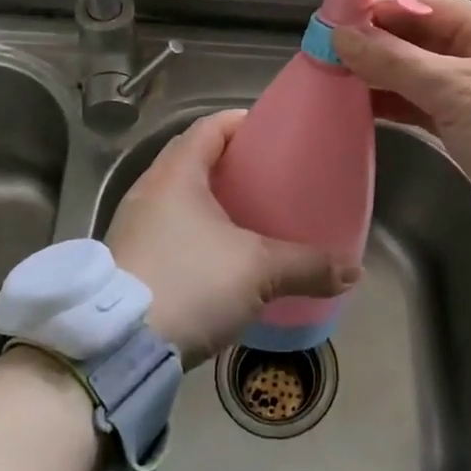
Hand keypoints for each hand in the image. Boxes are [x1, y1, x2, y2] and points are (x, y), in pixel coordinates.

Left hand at [106, 110, 359, 365]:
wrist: (117, 347)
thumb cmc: (190, 283)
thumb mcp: (258, 271)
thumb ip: (307, 265)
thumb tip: (353, 271)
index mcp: (176, 174)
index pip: (209, 127)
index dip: (241, 123)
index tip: (271, 134)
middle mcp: (149, 191)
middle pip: (193, 159)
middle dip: (231, 164)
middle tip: (268, 177)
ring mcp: (133, 226)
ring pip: (179, 197)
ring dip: (212, 201)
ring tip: (249, 217)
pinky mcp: (129, 260)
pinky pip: (169, 229)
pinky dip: (196, 231)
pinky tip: (220, 257)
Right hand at [333, 0, 470, 236]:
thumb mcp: (456, 90)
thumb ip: (395, 62)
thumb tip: (341, 35)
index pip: (427, 7)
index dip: (382, 11)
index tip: (336, 20)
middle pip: (420, 40)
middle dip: (376, 46)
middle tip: (326, 53)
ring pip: (419, 74)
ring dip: (381, 76)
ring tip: (334, 78)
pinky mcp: (469, 126)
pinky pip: (424, 104)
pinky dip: (396, 104)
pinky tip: (360, 106)